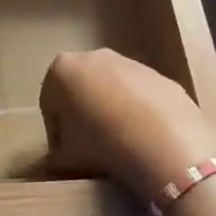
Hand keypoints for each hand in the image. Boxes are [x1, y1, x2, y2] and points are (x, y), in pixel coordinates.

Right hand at [40, 50, 215, 215]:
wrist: (166, 143)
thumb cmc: (102, 144)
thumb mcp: (67, 159)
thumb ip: (56, 156)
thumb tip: (56, 160)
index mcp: (62, 69)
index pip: (49, 102)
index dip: (55, 131)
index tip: (65, 153)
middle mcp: (93, 56)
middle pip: (81, 88)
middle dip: (83, 114)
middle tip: (90, 147)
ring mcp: (130, 62)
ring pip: (112, 88)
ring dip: (111, 111)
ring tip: (121, 145)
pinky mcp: (161, 75)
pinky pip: (141, 95)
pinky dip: (139, 112)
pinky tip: (146, 139)